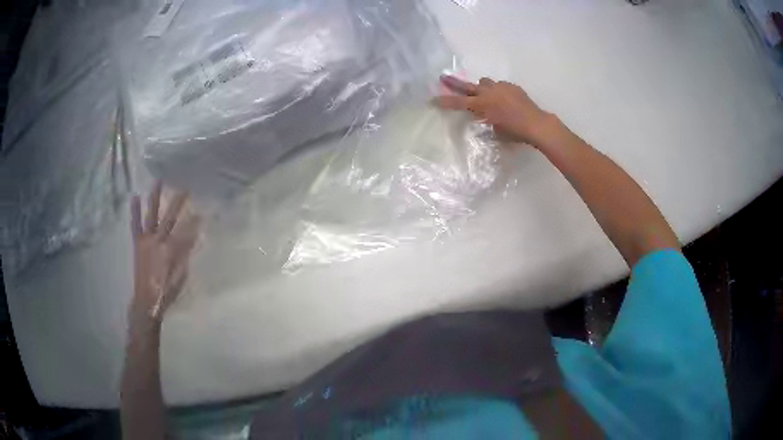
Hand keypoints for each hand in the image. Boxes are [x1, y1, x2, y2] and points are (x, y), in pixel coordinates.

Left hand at [129, 182, 199, 331]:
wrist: (145, 301)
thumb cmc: (165, 291)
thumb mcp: (179, 276)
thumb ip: (184, 255)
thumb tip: (193, 236)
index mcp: (170, 250)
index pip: (185, 231)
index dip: (194, 221)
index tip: (201, 211)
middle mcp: (157, 241)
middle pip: (169, 218)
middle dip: (177, 202)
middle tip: (184, 188)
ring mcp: (146, 240)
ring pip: (151, 215)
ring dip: (154, 198)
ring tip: (157, 181)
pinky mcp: (138, 243)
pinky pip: (135, 225)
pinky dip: (134, 211)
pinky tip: (134, 197)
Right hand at [435, 75, 558, 147]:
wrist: (536, 123)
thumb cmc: (514, 132)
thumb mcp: (495, 130)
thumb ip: (486, 119)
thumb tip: (484, 114)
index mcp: (481, 105)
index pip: (458, 103)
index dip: (444, 101)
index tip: (432, 100)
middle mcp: (488, 93)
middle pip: (467, 86)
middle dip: (454, 83)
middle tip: (443, 77)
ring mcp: (500, 87)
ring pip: (485, 82)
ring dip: (482, 87)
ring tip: (487, 95)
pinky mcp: (511, 86)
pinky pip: (500, 86)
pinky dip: (499, 91)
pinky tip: (507, 100)